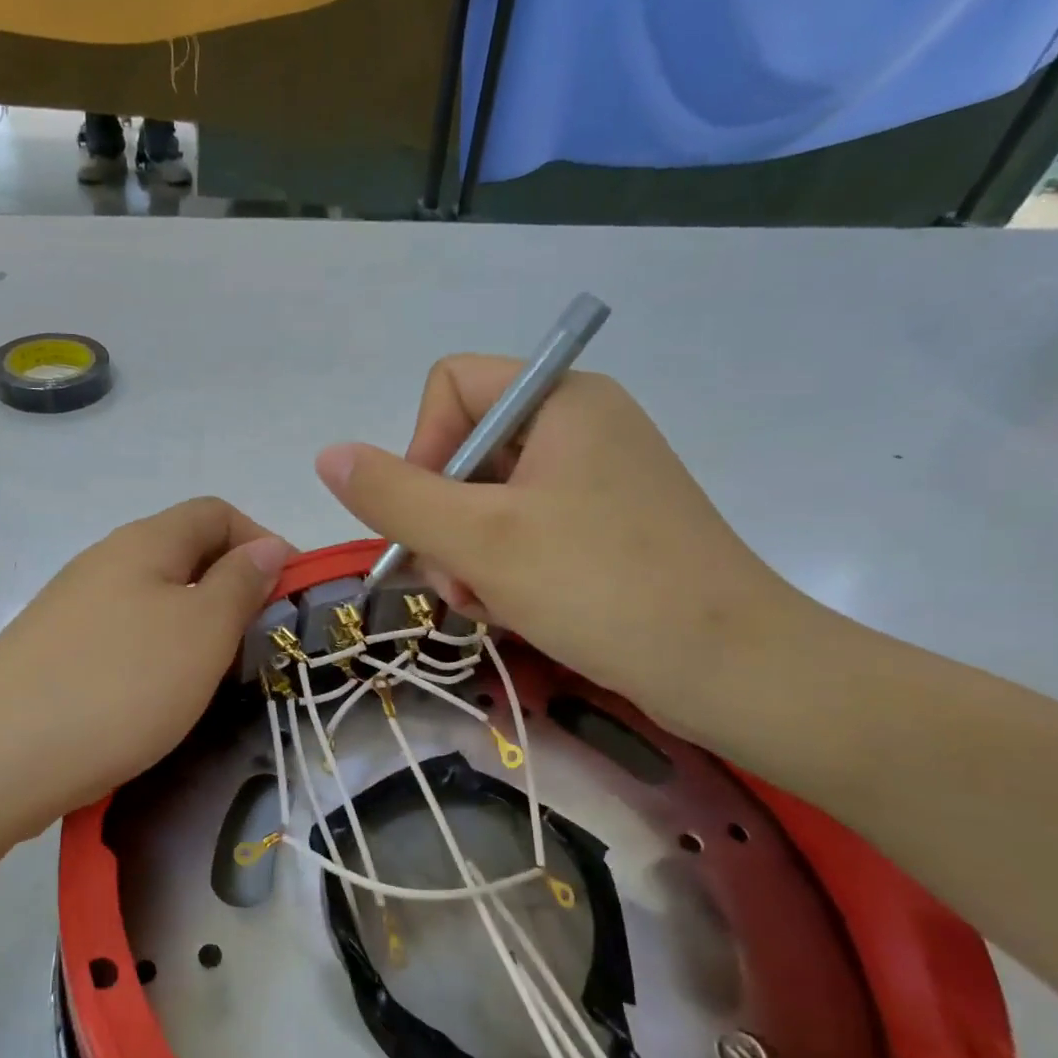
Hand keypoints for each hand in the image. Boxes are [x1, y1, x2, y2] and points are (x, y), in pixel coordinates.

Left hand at [0, 497, 290, 833]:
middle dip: (231, 588)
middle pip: (183, 554)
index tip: (290, 594)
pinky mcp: (53, 654)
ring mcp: (71, 609)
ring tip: (215, 676)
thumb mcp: (200, 632)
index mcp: (143, 543)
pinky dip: (156, 656)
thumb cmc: (118, 686)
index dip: (261, 540)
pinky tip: (158, 700)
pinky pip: (122, 638)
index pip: (215, 512)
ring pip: (153, 600)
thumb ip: (239, 584)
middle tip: (258, 641)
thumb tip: (266, 548)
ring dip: (194, 627)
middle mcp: (103, 562)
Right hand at [315, 358, 798, 738]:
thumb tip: (327, 455)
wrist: (730, 670)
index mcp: (561, 399)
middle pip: (464, 452)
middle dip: (444, 523)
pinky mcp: (604, 529)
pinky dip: (502, 571)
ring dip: (467, 557)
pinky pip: (522, 533)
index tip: (430, 517)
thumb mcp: (479, 540)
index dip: (421, 448)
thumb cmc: (601, 587)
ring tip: (488, 605)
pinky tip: (512, 612)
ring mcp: (595, 480)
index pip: (451, 387)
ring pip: (486, 502)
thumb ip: (393, 494)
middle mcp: (579, 426)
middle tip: (458, 580)